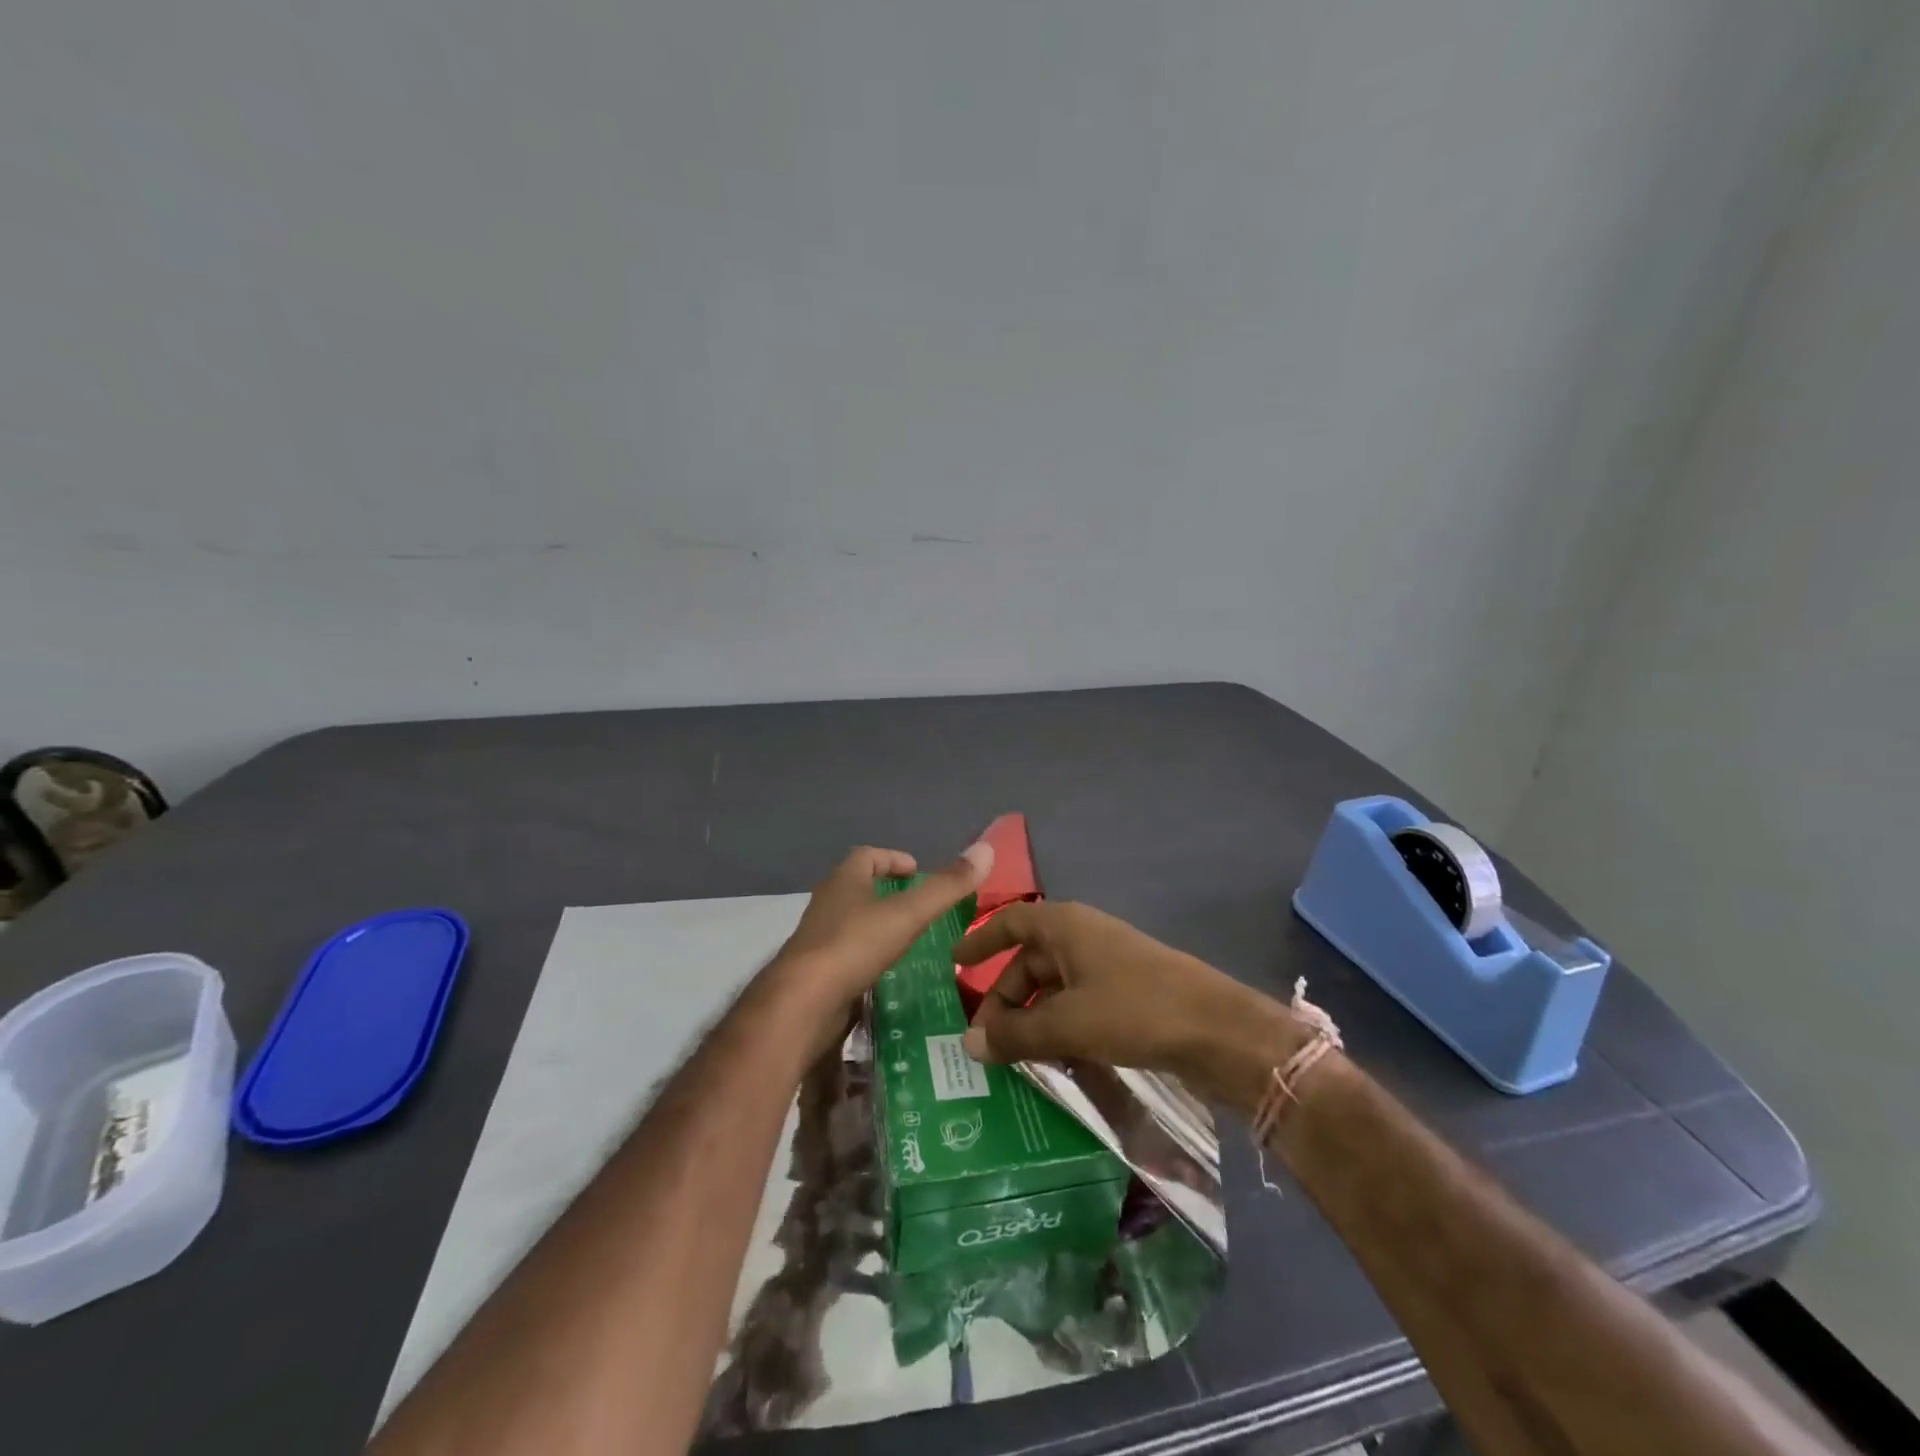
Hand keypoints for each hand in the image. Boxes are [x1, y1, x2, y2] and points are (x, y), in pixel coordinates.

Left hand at [765, 842, 993, 1055]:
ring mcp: (817, 938)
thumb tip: (986, 849)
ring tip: (908, 940)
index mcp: (844, 880)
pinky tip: (885, 973)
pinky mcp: (814, 971)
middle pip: (857, 886)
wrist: (802, 1004)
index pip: (868, 855)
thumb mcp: (908, 915)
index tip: (917, 871)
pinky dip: (866, 955)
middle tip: (917, 905)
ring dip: (875, 923)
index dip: (893, 859)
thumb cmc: (854, 946)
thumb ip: (946, 887)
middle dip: (885, 891)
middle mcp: (827, 902)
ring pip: (850, 920)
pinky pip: (845, 953)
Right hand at [955, 901, 1308, 1105]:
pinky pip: (1077, 1005)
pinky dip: (1057, 1027)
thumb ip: (1015, 1034)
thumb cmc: (1135, 1009)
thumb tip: (967, 1044)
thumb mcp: (1067, 1022)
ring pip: (1053, 987)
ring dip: (1029, 1017)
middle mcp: (1083, 938)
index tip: (954, 965)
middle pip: (1029, 960)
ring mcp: (1107, 967)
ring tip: (1009, 1057)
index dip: (981, 939)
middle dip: (1003, 997)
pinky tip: (1049, 1060)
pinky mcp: (1127, 996)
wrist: (1218, 1031)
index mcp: (1065, 926)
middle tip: (982, 1040)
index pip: (1010, 922)